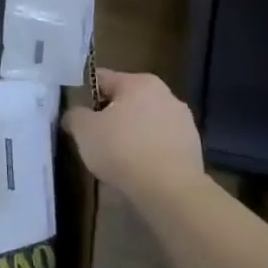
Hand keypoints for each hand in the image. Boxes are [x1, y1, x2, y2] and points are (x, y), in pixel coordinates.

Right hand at [61, 68, 203, 203]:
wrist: (169, 188)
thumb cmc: (121, 149)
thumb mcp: (83, 130)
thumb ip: (74, 115)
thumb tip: (75, 115)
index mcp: (139, 82)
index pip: (102, 79)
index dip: (84, 94)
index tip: (76, 114)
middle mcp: (166, 94)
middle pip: (126, 100)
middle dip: (109, 115)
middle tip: (94, 136)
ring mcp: (184, 121)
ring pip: (145, 121)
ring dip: (130, 132)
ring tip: (115, 156)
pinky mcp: (193, 146)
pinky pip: (159, 141)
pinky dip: (147, 149)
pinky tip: (136, 167)